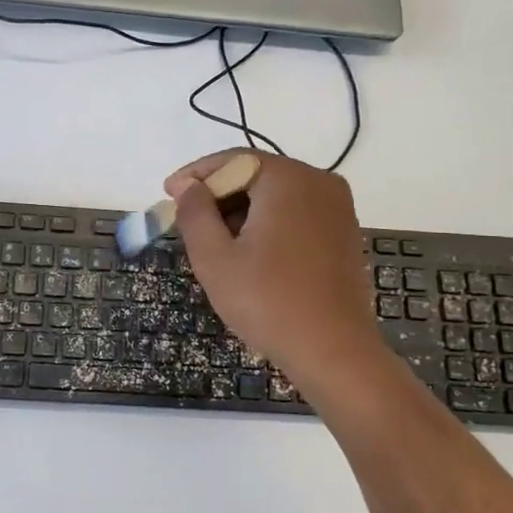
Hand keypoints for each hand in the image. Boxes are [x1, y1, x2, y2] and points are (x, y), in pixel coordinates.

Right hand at [167, 151, 385, 386]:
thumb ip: (195, 213)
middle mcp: (319, 182)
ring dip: (242, 211)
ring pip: (276, 195)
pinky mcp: (344, 232)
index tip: (168, 193)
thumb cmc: (268, 302)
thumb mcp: (215, 258)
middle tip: (187, 221)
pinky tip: (249, 252)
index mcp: (288, 179)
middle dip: (218, 195)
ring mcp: (338, 207)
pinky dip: (268, 223)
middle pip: (256, 175)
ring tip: (214, 241)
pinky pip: (297, 213)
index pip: (232, 161)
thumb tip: (188, 186)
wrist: (334, 352)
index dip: (195, 175)